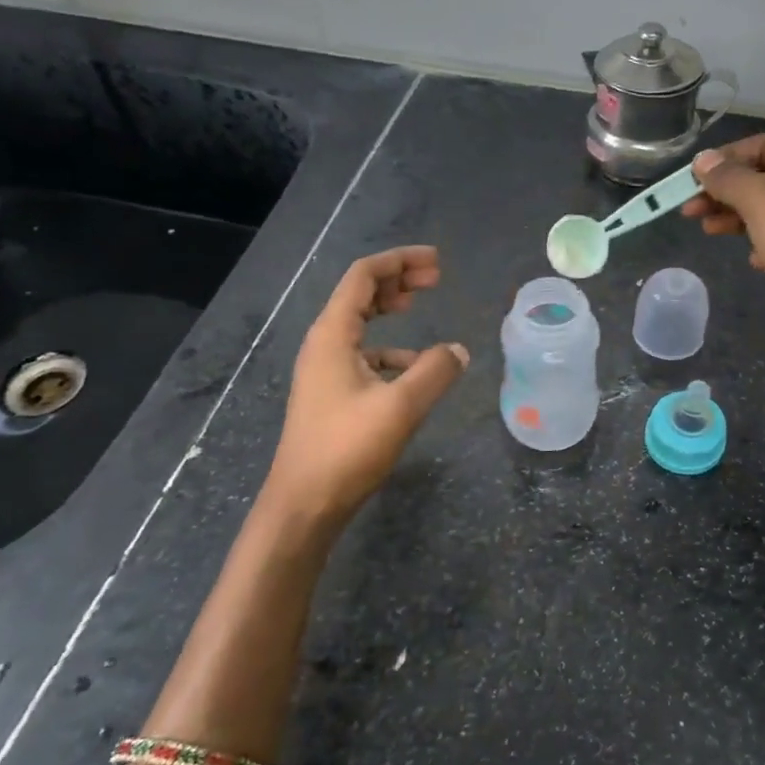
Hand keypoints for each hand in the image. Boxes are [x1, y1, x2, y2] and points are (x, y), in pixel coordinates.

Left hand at [265, 246, 468, 525]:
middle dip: (397, 280)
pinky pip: (362, 354)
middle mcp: (323, 344)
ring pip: (360, 324)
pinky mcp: (331, 394)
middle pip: (359, 294)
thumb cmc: (347, 448)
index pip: (363, 277)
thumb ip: (435, 372)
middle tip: (435, 278)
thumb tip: (460, 350)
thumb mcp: (400, 406)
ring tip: (420, 307)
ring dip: (390, 309)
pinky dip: (389, 348)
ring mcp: (324, 370)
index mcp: (332, 335)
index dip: (399, 261)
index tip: (436, 262)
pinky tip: (413, 367)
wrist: (304, 503)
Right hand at [683, 134, 764, 396]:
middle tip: (689, 209)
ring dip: (736, 217)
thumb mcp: (764, 202)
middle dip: (726, 190)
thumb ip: (730, 178)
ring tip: (707, 230)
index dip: (727, 157)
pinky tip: (750, 260)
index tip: (692, 179)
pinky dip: (759, 244)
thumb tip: (703, 160)